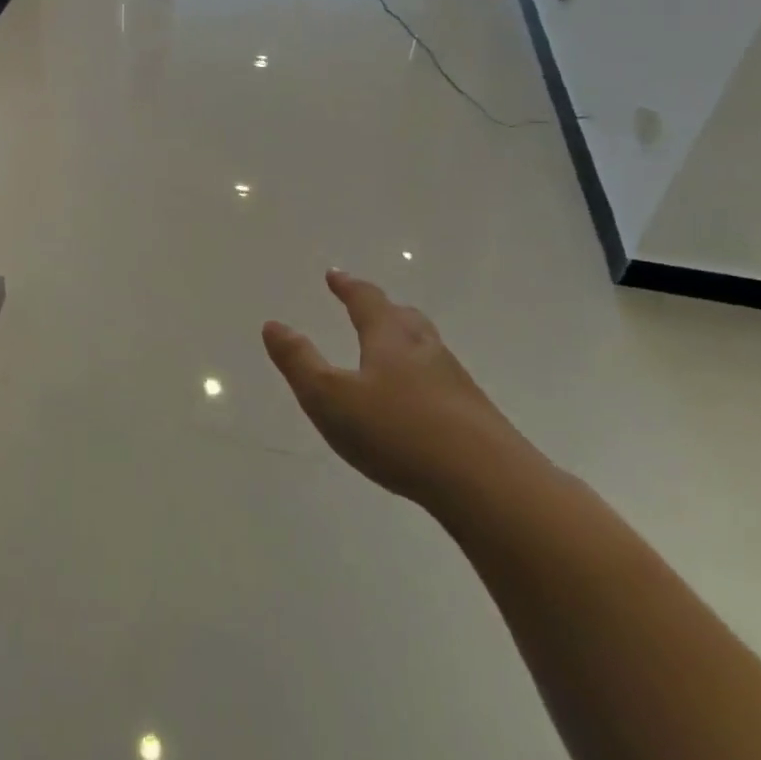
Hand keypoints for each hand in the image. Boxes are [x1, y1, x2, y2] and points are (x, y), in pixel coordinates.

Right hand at [262, 269, 530, 505]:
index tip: (335, 275)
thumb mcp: (329, 397)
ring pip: (428, 349)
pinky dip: (425, 379)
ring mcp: (457, 384)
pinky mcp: (476, 418)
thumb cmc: (397, 432)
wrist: (487, 484)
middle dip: (384, 309)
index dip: (348, 287)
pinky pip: (443, 383)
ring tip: (393, 352)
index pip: (367, 301)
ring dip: (407, 342)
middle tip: (369, 306)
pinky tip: (420, 404)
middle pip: (405, 319)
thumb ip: (299, 361)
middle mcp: (426, 351)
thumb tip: (273, 325)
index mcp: (390, 339)